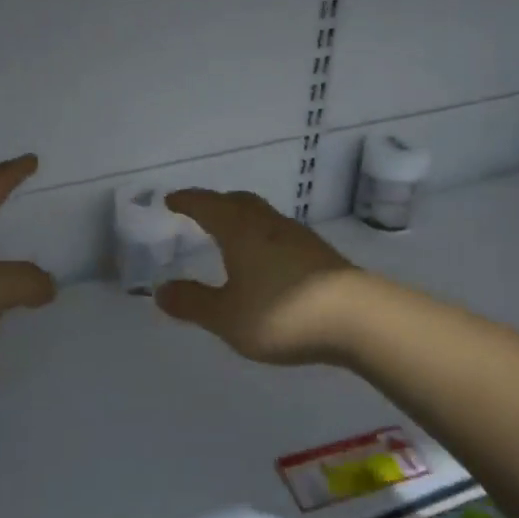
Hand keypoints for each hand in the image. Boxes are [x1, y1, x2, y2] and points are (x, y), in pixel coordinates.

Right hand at [154, 190, 355, 364]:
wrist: (357, 318)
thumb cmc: (282, 314)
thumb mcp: (227, 316)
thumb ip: (193, 302)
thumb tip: (161, 290)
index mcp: (240, 231)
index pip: (207, 206)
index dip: (187, 201)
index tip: (171, 199)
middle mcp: (268, 225)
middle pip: (238, 202)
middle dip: (216, 203)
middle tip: (200, 210)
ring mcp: (298, 237)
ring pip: (262, 215)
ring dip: (242, 217)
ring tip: (231, 233)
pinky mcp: (320, 254)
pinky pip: (280, 233)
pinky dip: (262, 236)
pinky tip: (266, 258)